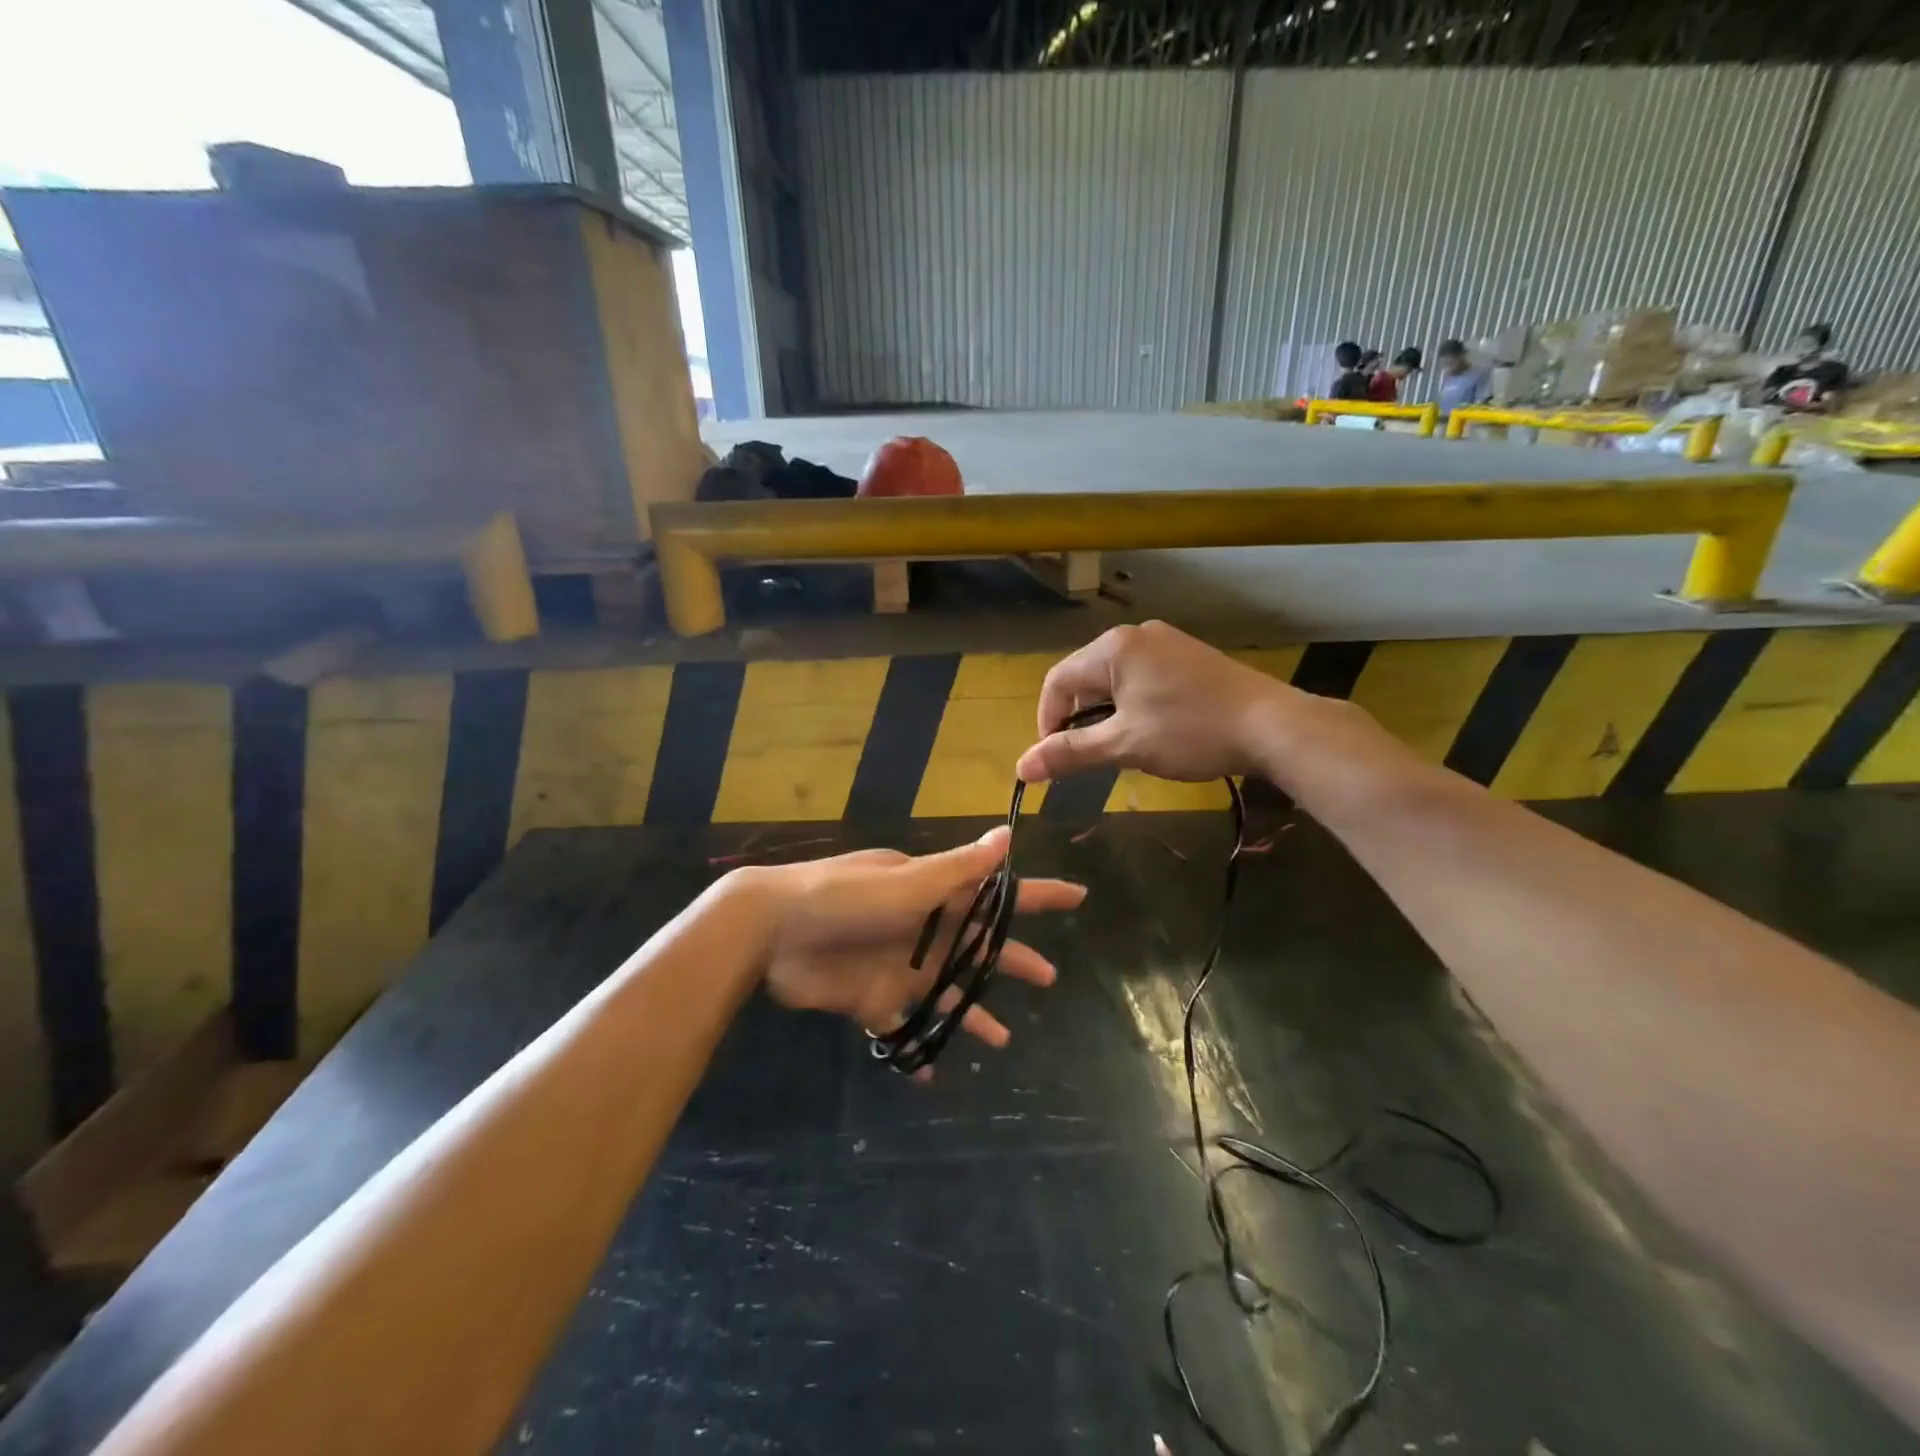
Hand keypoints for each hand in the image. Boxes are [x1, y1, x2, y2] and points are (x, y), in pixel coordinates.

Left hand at [748, 827, 1084, 1067]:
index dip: (1037, 894)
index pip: (998, 892)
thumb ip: (958, 867)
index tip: (1077, 896)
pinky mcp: (872, 1001)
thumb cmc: (845, 897)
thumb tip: (1007, 835)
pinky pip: (903, 1030)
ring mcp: (899, 967)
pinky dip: (918, 1048)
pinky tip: (934, 1070)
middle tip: (1049, 978)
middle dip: (1012, 960)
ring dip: (973, 1014)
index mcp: (936, 895)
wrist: (773, 932)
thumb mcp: (906, 881)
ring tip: (1003, 1042)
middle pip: (979, 948)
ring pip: (947, 995)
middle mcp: (924, 930)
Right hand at [1015, 621, 1298, 784]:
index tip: (1054, 758)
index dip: (1047, 721)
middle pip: (1086, 676)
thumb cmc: (1191, 732)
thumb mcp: (1124, 745)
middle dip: (1078, 717)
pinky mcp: (1190, 655)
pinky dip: (1134, 703)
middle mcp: (1137, 634)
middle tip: (1089, 755)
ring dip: (1107, 713)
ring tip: (1121, 746)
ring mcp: (1167, 641)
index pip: (1057, 680)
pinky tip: (1153, 729)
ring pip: (1116, 678)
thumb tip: (1021, 768)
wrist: (1273, 725)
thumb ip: (1070, 753)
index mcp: (1113, 647)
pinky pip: (1144, 676)